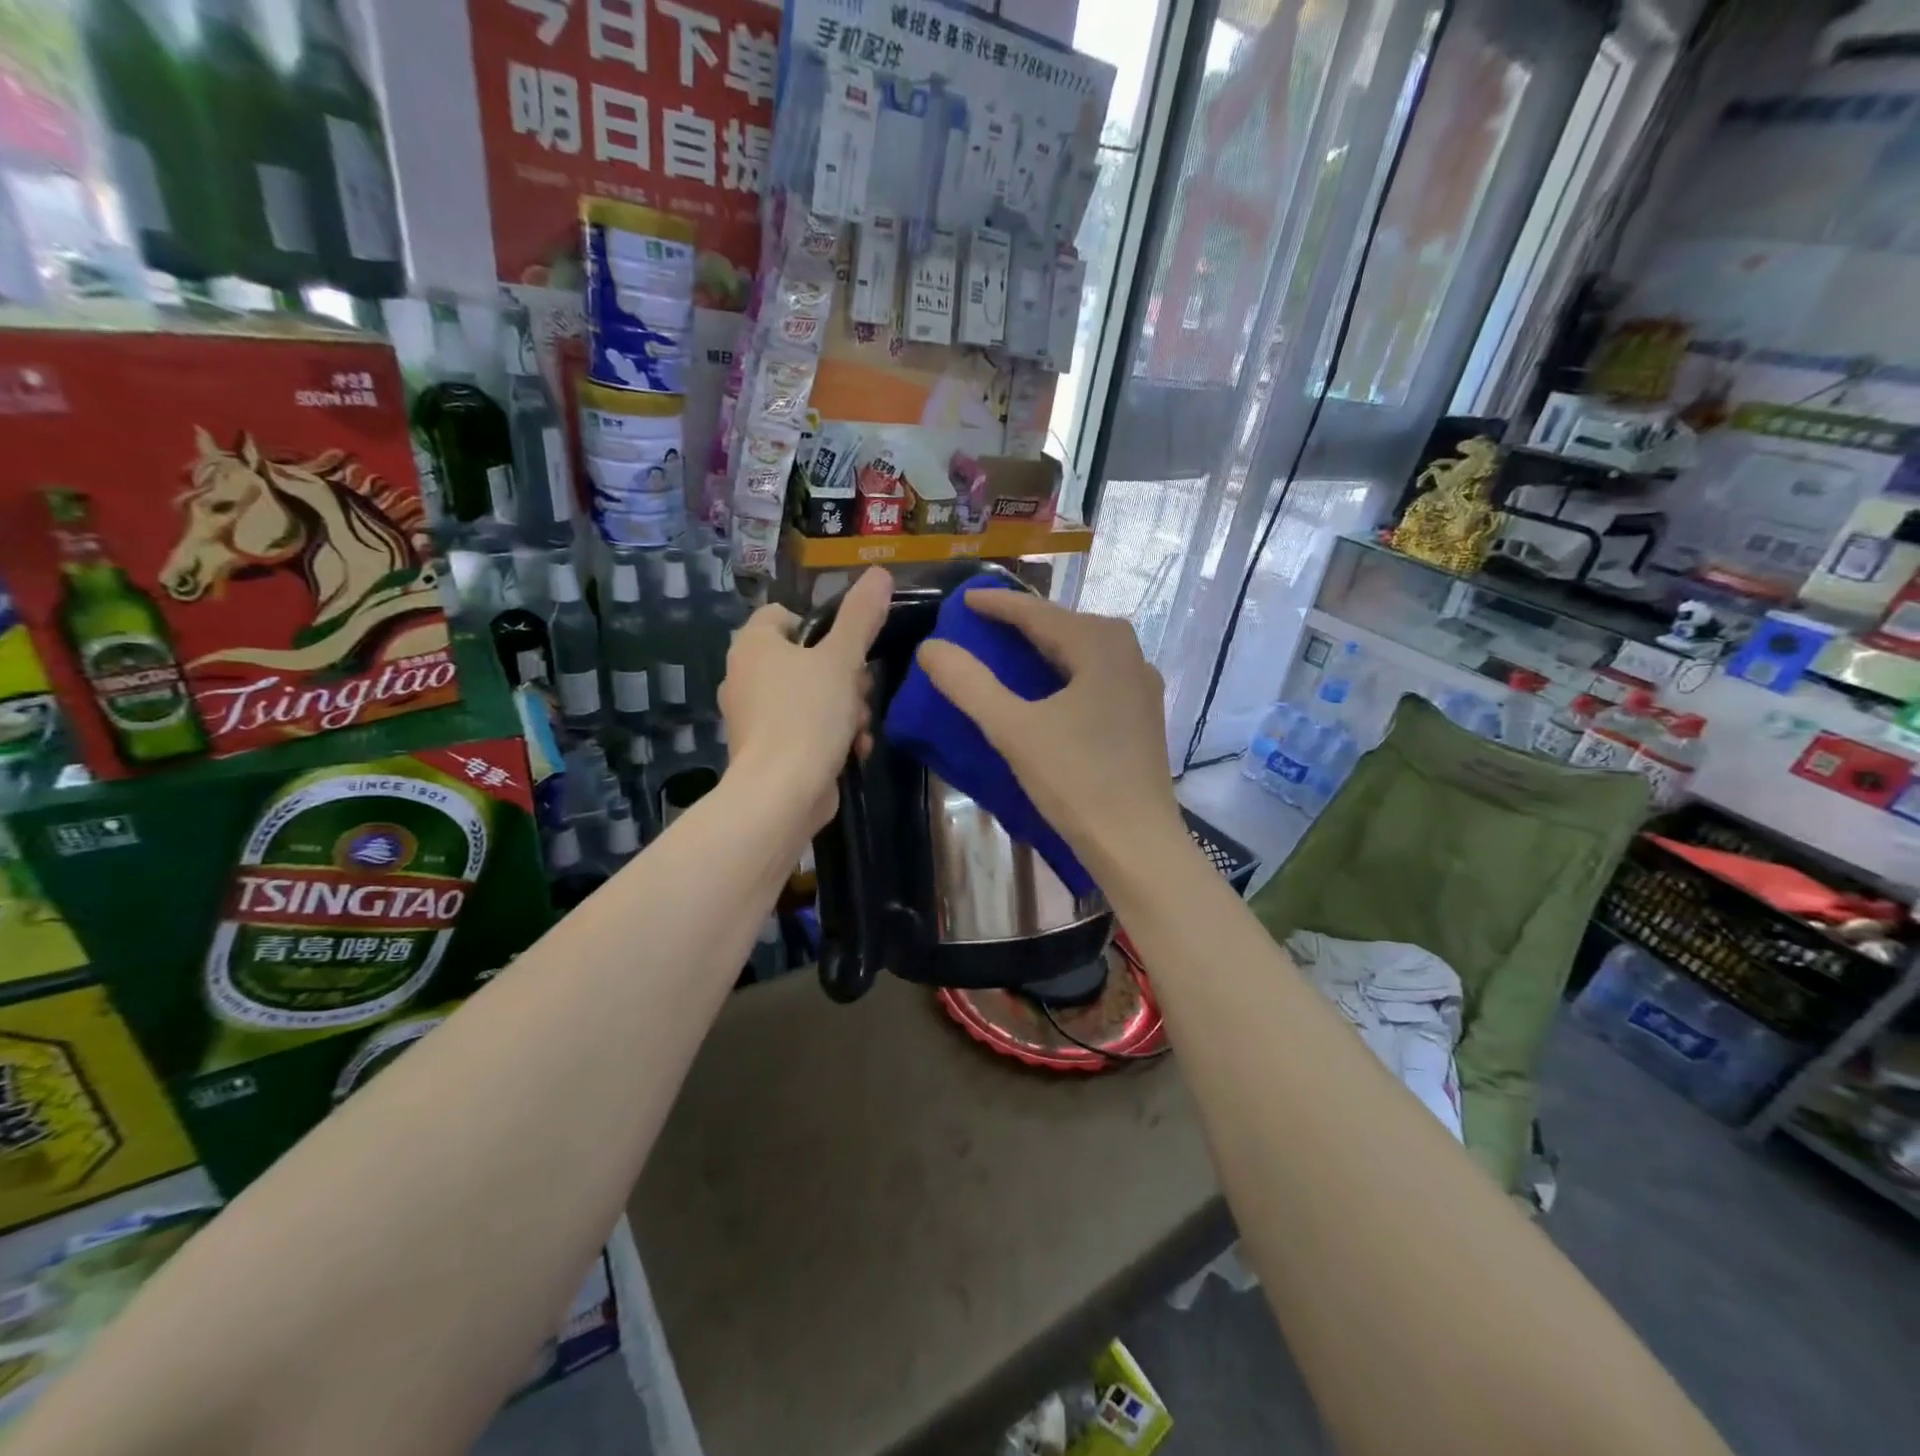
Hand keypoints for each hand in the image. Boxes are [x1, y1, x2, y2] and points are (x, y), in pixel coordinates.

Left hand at [720, 566, 889, 830]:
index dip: (820, 627)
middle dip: (843, 677)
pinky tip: (851, 752)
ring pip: (810, 697)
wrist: (781, 793)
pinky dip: (829, 737)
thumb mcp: (842, 659)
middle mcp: (744, 676)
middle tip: (860, 692)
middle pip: (805, 660)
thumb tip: (880, 573)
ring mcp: (752, 717)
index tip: (847, 648)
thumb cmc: (808, 714)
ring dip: (844, 710)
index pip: (784, 615)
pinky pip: (804, 730)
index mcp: (752, 645)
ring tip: (858, 729)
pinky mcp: (766, 750)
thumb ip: (861, 616)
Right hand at [915, 590, 1184, 873]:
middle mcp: (1128, 653)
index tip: (963, 598)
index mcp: (1100, 645)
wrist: (1136, 843)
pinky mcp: (1143, 714)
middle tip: (982, 623)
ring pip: (1083, 650)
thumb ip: (969, 684)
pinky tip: (1049, 688)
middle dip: (1023, 621)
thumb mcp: (1013, 729)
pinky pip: (1096, 675)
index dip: (997, 604)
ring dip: (1045, 646)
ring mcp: (1141, 684)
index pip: (1038, 613)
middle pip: (1065, 625)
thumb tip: (931, 647)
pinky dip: (1065, 670)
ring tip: (1009, 649)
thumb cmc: (1075, 780)